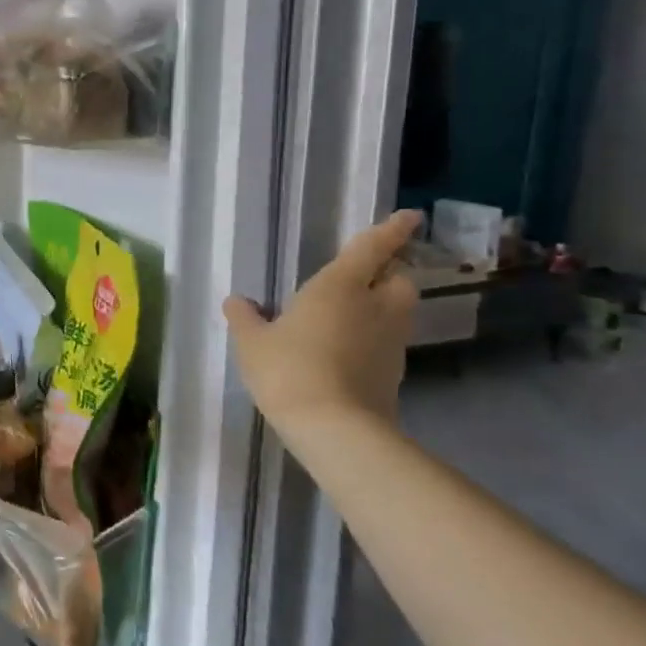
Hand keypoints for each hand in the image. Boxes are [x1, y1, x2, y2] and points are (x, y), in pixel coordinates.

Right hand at [223, 210, 420, 443]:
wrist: (335, 428)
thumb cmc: (289, 370)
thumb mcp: (253, 343)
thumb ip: (245, 318)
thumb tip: (236, 300)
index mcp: (341, 286)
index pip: (372, 247)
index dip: (393, 230)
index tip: (409, 217)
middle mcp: (375, 307)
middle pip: (399, 279)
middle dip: (390, 273)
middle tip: (367, 277)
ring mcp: (390, 342)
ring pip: (398, 312)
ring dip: (384, 307)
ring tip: (354, 315)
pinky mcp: (394, 373)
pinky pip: (388, 343)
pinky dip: (375, 339)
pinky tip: (348, 351)